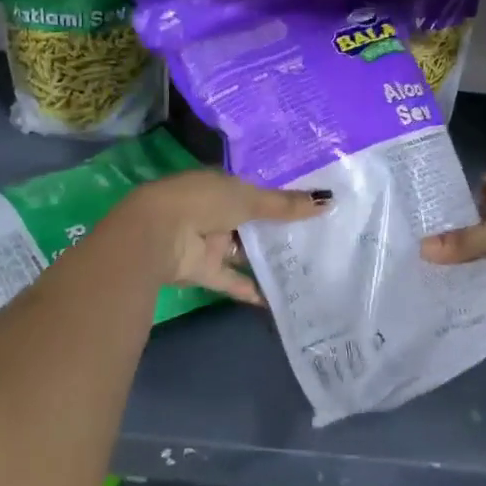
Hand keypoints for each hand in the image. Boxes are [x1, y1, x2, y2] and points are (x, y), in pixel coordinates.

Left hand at [117, 169, 328, 305]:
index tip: (310, 205)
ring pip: (242, 251)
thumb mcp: (249, 198)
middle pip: (251, 222)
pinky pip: (231, 280)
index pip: (255, 191)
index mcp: (222, 185)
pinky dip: (250, 289)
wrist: (157, 234)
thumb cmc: (204, 202)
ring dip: (265, 259)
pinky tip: (277, 299)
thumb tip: (327, 200)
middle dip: (277, 230)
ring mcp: (208, 242)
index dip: (280, 198)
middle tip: (315, 238)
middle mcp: (215, 211)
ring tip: (303, 267)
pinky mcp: (203, 271)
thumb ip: (285, 205)